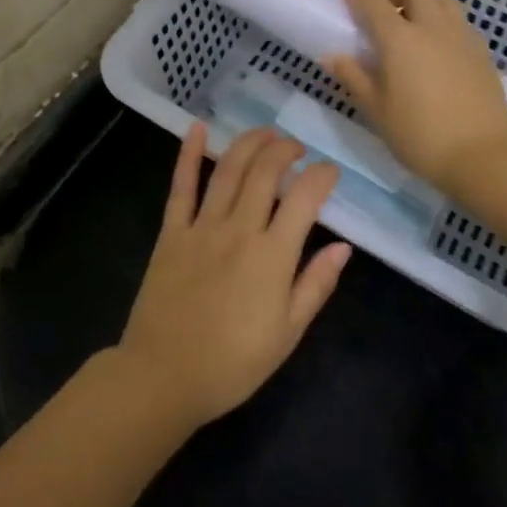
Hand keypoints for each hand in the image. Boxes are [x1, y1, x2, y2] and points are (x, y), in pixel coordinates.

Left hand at [116, 124, 351, 433]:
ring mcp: (202, 227)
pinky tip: (197, 129)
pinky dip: (189, 155)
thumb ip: (315, 286)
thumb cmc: (232, 364)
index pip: (304, 198)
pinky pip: (181, 187)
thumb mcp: (287, 334)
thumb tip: (343, 247)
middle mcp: (239, 229)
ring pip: (229, 170)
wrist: (163, 377)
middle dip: (286, 150)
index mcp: (272, 255)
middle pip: (266, 172)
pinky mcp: (172, 232)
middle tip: (296, 148)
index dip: (322, 176)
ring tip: (266, 134)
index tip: (330, 171)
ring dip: (250, 143)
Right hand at [325, 0, 506, 196]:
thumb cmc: (421, 136)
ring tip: (412, 24)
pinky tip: (437, 47)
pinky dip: (442, 20)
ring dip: (422, 1)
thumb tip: (334, 56)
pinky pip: (458, 21)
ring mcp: (462, 36)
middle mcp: (433, 27)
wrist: (483, 156)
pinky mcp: (482, 51)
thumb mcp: (378, 111)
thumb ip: (354, 78)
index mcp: (401, 39)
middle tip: (381, 11)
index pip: (372, 1)